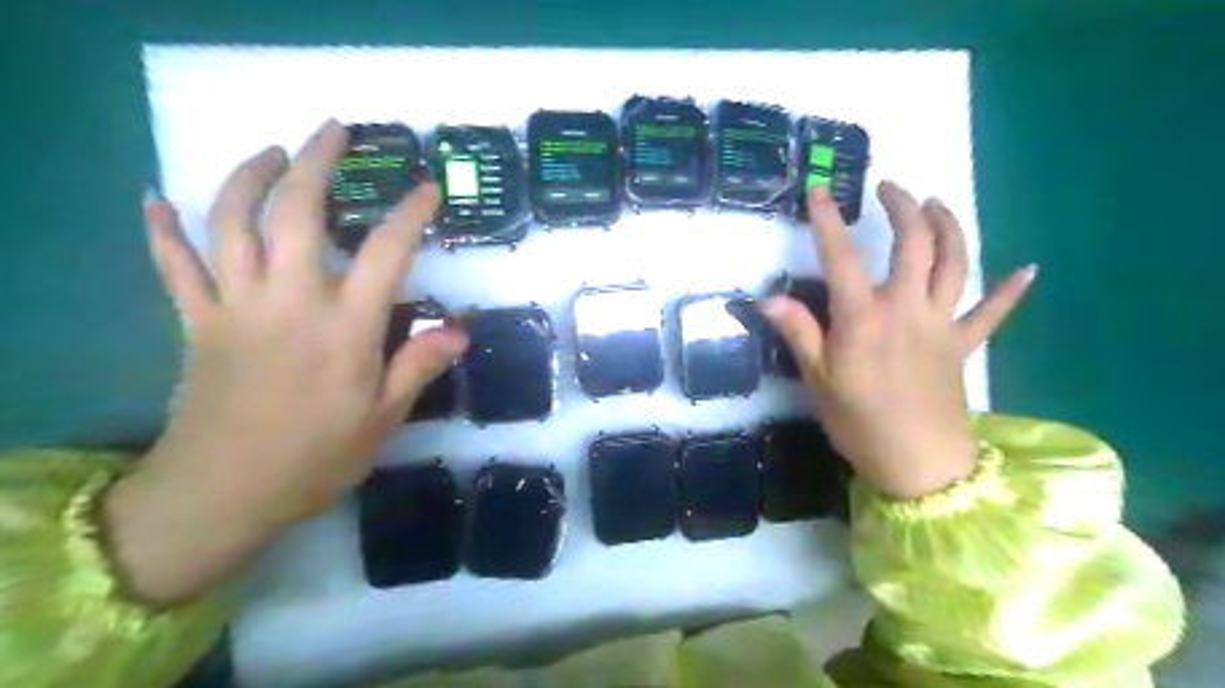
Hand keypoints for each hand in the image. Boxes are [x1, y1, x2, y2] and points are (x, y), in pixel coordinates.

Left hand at [103, 121, 469, 600]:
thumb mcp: (384, 418)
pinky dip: (161, 230)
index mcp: (345, 327)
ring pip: (231, 223)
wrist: (223, 494)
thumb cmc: (315, 458)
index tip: (426, 188)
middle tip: (332, 130)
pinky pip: (172, 267)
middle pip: (297, 213)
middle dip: (317, 163)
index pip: (386, 252)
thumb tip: (459, 330)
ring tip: (271, 152)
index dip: (410, 214)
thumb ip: (419, 365)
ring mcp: (235, 306)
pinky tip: (156, 200)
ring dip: (248, 177)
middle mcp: (290, 301)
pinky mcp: (196, 322)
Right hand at [763, 182, 1031, 499]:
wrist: (919, 464)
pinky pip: (992, 313)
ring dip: (949, 226)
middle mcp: (906, 309)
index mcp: (864, 318)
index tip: (818, 192)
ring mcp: (941, 324)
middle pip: (914, 244)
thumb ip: (799, 333)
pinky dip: (1009, 291)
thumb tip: (769, 299)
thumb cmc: (859, 423)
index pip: (842, 258)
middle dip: (903, 207)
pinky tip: (1027, 269)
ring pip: (954, 263)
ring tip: (936, 203)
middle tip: (889, 187)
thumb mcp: (818, 380)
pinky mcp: (963, 345)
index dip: (828, 222)